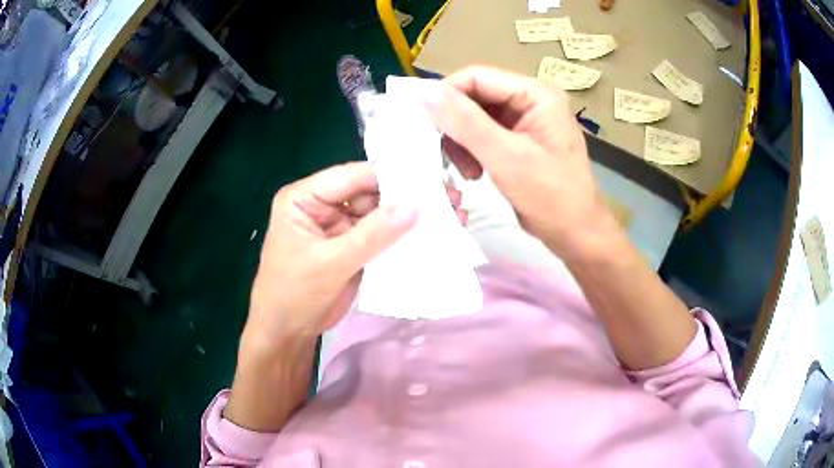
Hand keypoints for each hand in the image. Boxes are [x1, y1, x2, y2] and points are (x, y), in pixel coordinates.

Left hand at [244, 162, 465, 350]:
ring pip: (380, 214)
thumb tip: (415, 205)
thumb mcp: (331, 262)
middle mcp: (323, 205)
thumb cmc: (294, 293)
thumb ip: (372, 234)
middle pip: (370, 193)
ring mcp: (340, 227)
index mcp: (305, 197)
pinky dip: (404, 236)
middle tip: (449, 196)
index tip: (429, 177)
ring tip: (453, 212)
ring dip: (411, 216)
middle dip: (407, 196)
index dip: (389, 175)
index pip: (351, 176)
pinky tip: (433, 235)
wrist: (288, 333)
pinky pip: (382, 236)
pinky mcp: (353, 248)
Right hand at [423, 66, 618, 257]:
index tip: (424, 124)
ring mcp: (526, 121)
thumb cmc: (551, 197)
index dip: (446, 95)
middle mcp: (530, 100)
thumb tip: (424, 93)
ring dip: (462, 142)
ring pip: (475, 117)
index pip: (477, 77)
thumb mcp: (506, 157)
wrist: (577, 235)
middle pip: (475, 96)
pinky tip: (473, 173)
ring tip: (465, 171)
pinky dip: (472, 152)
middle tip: (444, 154)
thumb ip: (465, 122)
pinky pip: (484, 135)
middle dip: (455, 124)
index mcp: (536, 93)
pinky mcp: (519, 141)